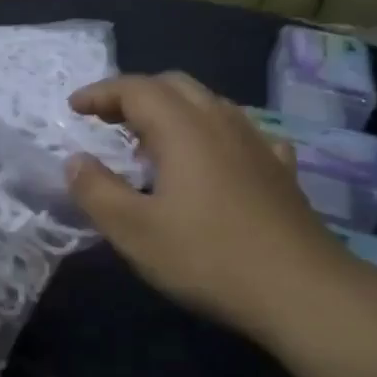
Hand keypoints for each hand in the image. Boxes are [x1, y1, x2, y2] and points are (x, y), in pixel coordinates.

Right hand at [66, 73, 343, 333]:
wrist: (302, 291)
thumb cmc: (207, 257)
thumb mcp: (133, 231)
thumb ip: (96, 190)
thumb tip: (75, 160)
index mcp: (182, 129)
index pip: (135, 89)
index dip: (100, 93)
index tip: (73, 108)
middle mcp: (221, 123)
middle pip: (173, 86)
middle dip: (134, 95)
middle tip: (106, 119)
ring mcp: (256, 144)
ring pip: (208, 104)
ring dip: (171, 110)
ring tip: (149, 140)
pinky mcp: (279, 170)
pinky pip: (239, 132)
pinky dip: (211, 132)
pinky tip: (213, 159)